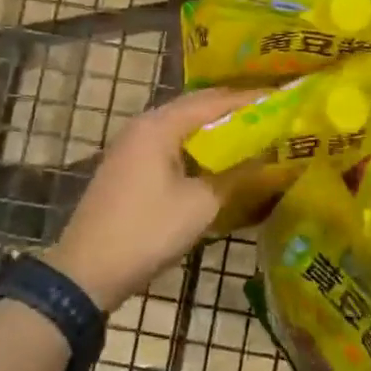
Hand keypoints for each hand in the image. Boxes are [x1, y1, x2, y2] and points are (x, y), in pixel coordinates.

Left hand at [44, 88, 260, 313]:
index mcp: (160, 125)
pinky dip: (198, 147)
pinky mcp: (129, 167)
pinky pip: (171, 144)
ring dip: (215, 130)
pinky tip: (218, 159)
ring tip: (253, 134)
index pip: (214, 100)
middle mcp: (144, 125)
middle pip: (196, 108)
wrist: (87, 271)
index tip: (283, 100)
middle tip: (272, 115)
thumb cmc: (147, 232)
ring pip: (183, 127)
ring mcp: (132, 146)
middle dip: (234, 111)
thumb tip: (268, 157)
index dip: (250, 100)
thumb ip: (237, 175)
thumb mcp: (201, 204)